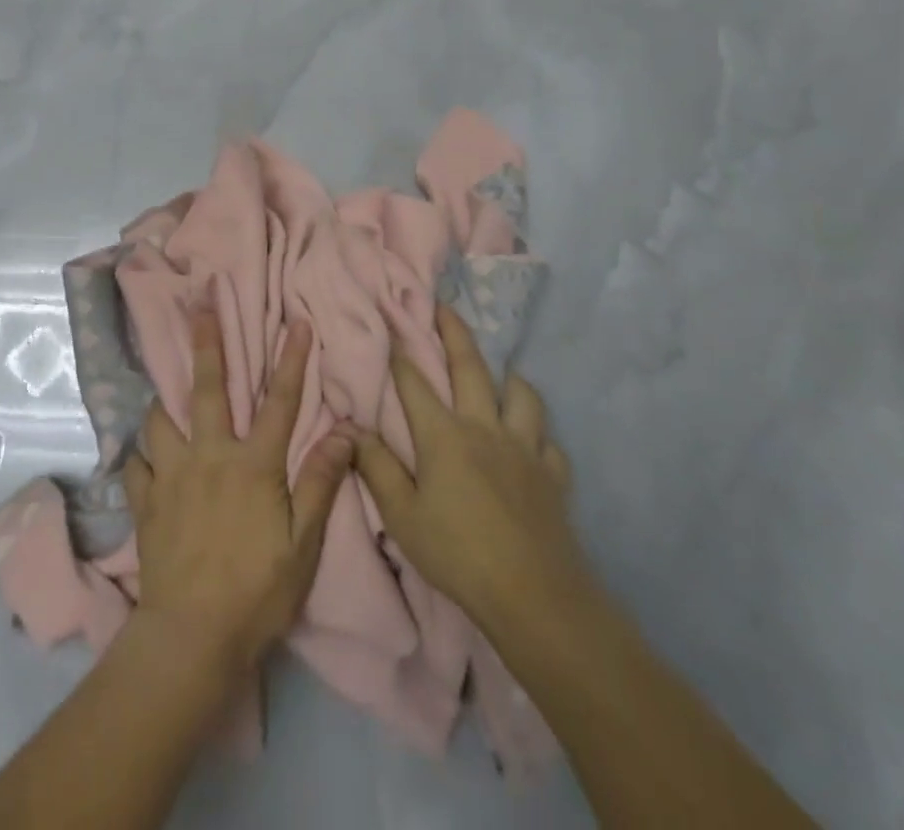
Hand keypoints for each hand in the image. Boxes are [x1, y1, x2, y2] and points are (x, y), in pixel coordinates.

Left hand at [124, 313, 353, 670]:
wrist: (191, 636)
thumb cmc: (257, 590)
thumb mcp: (303, 543)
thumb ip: (320, 482)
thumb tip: (343, 429)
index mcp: (252, 464)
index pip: (279, 401)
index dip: (291, 360)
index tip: (296, 321)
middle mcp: (209, 456)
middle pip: (206, 389)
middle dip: (205, 342)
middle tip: (199, 305)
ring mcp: (171, 477)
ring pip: (160, 420)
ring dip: (163, 400)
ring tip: (162, 387)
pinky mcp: (145, 503)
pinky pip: (136, 466)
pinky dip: (141, 457)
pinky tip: (143, 458)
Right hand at [352, 304, 596, 641]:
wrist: (534, 596)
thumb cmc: (458, 554)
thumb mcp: (402, 516)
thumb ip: (376, 467)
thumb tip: (350, 426)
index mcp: (444, 435)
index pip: (414, 382)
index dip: (398, 350)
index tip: (389, 319)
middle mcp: (484, 428)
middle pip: (470, 367)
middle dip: (453, 332)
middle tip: (444, 307)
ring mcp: (524, 448)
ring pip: (522, 395)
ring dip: (508, 378)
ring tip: (501, 374)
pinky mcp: (553, 475)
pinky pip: (548, 441)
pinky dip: (538, 433)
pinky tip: (532, 441)